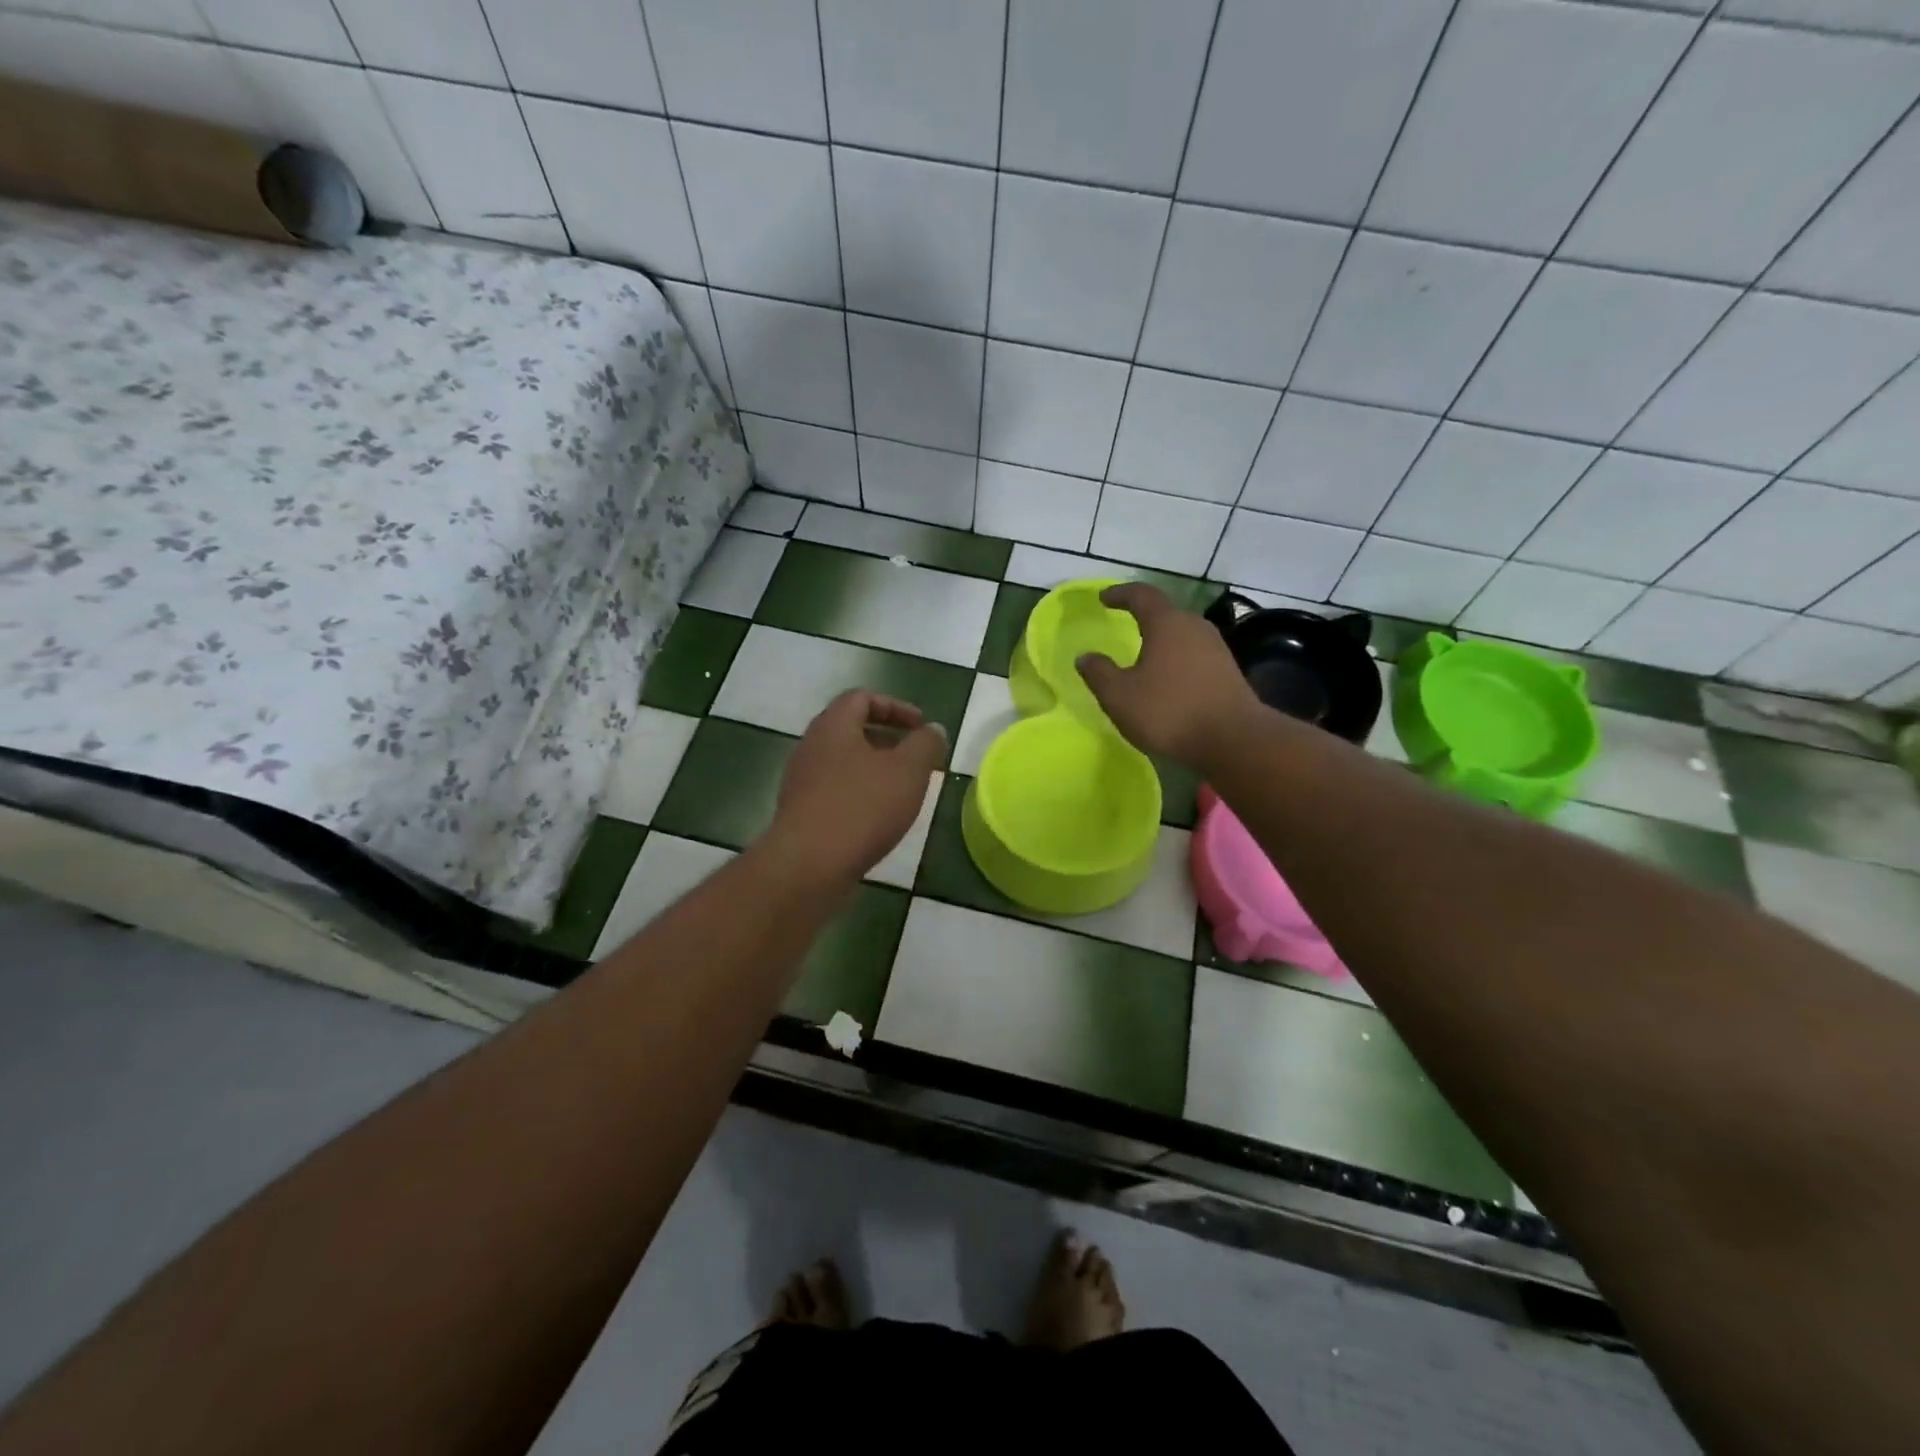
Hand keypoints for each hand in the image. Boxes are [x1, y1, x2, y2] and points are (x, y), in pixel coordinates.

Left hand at [761, 690, 946, 885]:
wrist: (808, 865)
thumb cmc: (862, 807)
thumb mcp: (908, 771)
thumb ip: (925, 745)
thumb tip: (933, 730)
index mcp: (833, 726)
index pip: (861, 698)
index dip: (894, 706)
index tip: (921, 726)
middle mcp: (811, 747)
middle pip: (849, 729)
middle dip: (886, 739)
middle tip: (914, 756)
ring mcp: (801, 781)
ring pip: (842, 762)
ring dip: (873, 768)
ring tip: (901, 789)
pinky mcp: (801, 813)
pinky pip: (834, 791)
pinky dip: (859, 793)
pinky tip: (879, 817)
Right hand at [1075, 583, 1261, 766]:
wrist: (1233, 740)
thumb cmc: (1169, 711)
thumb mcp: (1119, 696)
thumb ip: (1099, 673)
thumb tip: (1085, 657)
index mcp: (1166, 624)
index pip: (1142, 595)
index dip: (1120, 594)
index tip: (1104, 598)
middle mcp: (1194, 627)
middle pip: (1166, 613)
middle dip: (1143, 617)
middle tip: (1125, 624)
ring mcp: (1216, 648)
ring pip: (1182, 635)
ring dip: (1162, 641)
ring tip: (1145, 656)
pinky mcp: (1228, 671)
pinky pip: (1195, 655)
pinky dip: (1177, 660)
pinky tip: (1168, 680)